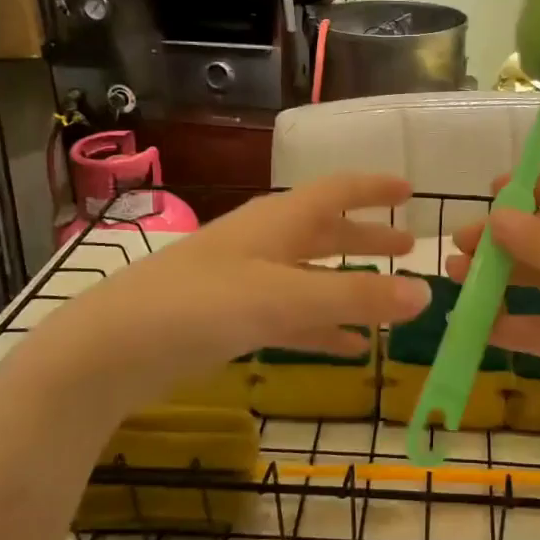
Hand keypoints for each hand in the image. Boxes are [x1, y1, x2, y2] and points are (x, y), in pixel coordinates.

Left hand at [17, 174, 431, 415]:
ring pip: (311, 276)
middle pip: (327, 232)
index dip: (374, 189)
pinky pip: (291, 316)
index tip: (409, 190)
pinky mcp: (230, 318)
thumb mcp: (285, 298)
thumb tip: (427, 292)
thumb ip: (356, 297)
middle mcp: (264, 242)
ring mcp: (245, 281)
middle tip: (408, 245)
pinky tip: (348, 347)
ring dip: (349, 284)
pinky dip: (323, 326)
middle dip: (368, 237)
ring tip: (389, 300)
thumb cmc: (202, 306)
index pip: (337, 191)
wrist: (112, 349)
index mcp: (278, 221)